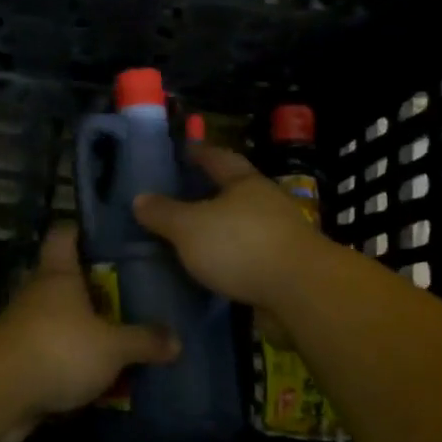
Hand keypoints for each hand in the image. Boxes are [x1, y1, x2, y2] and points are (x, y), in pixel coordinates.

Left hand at [0, 225, 178, 417]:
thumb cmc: (57, 349)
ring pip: (59, 317)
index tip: (109, 232)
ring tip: (120, 331)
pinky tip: (98, 371)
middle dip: (93, 284)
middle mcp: (38, 293)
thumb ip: (144, 341)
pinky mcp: (19, 359)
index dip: (83, 229)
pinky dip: (71, 359)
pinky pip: (52, 352)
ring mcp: (25, 326)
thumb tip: (177, 340)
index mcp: (58, 274)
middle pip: (65, 277)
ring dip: (82, 325)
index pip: (65, 234)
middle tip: (130, 289)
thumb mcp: (112, 347)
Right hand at [133, 145, 331, 309]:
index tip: (184, 150)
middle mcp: (267, 203)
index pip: (218, 158)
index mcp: (245, 183)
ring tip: (194, 238)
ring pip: (244, 225)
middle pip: (235, 191)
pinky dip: (232, 259)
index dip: (200, 152)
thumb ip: (164, 214)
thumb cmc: (241, 246)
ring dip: (223, 229)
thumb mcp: (190, 228)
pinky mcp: (286, 267)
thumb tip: (140, 198)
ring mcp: (281, 235)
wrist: (301, 291)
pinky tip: (215, 270)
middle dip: (212, 192)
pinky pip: (251, 256)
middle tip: (182, 197)